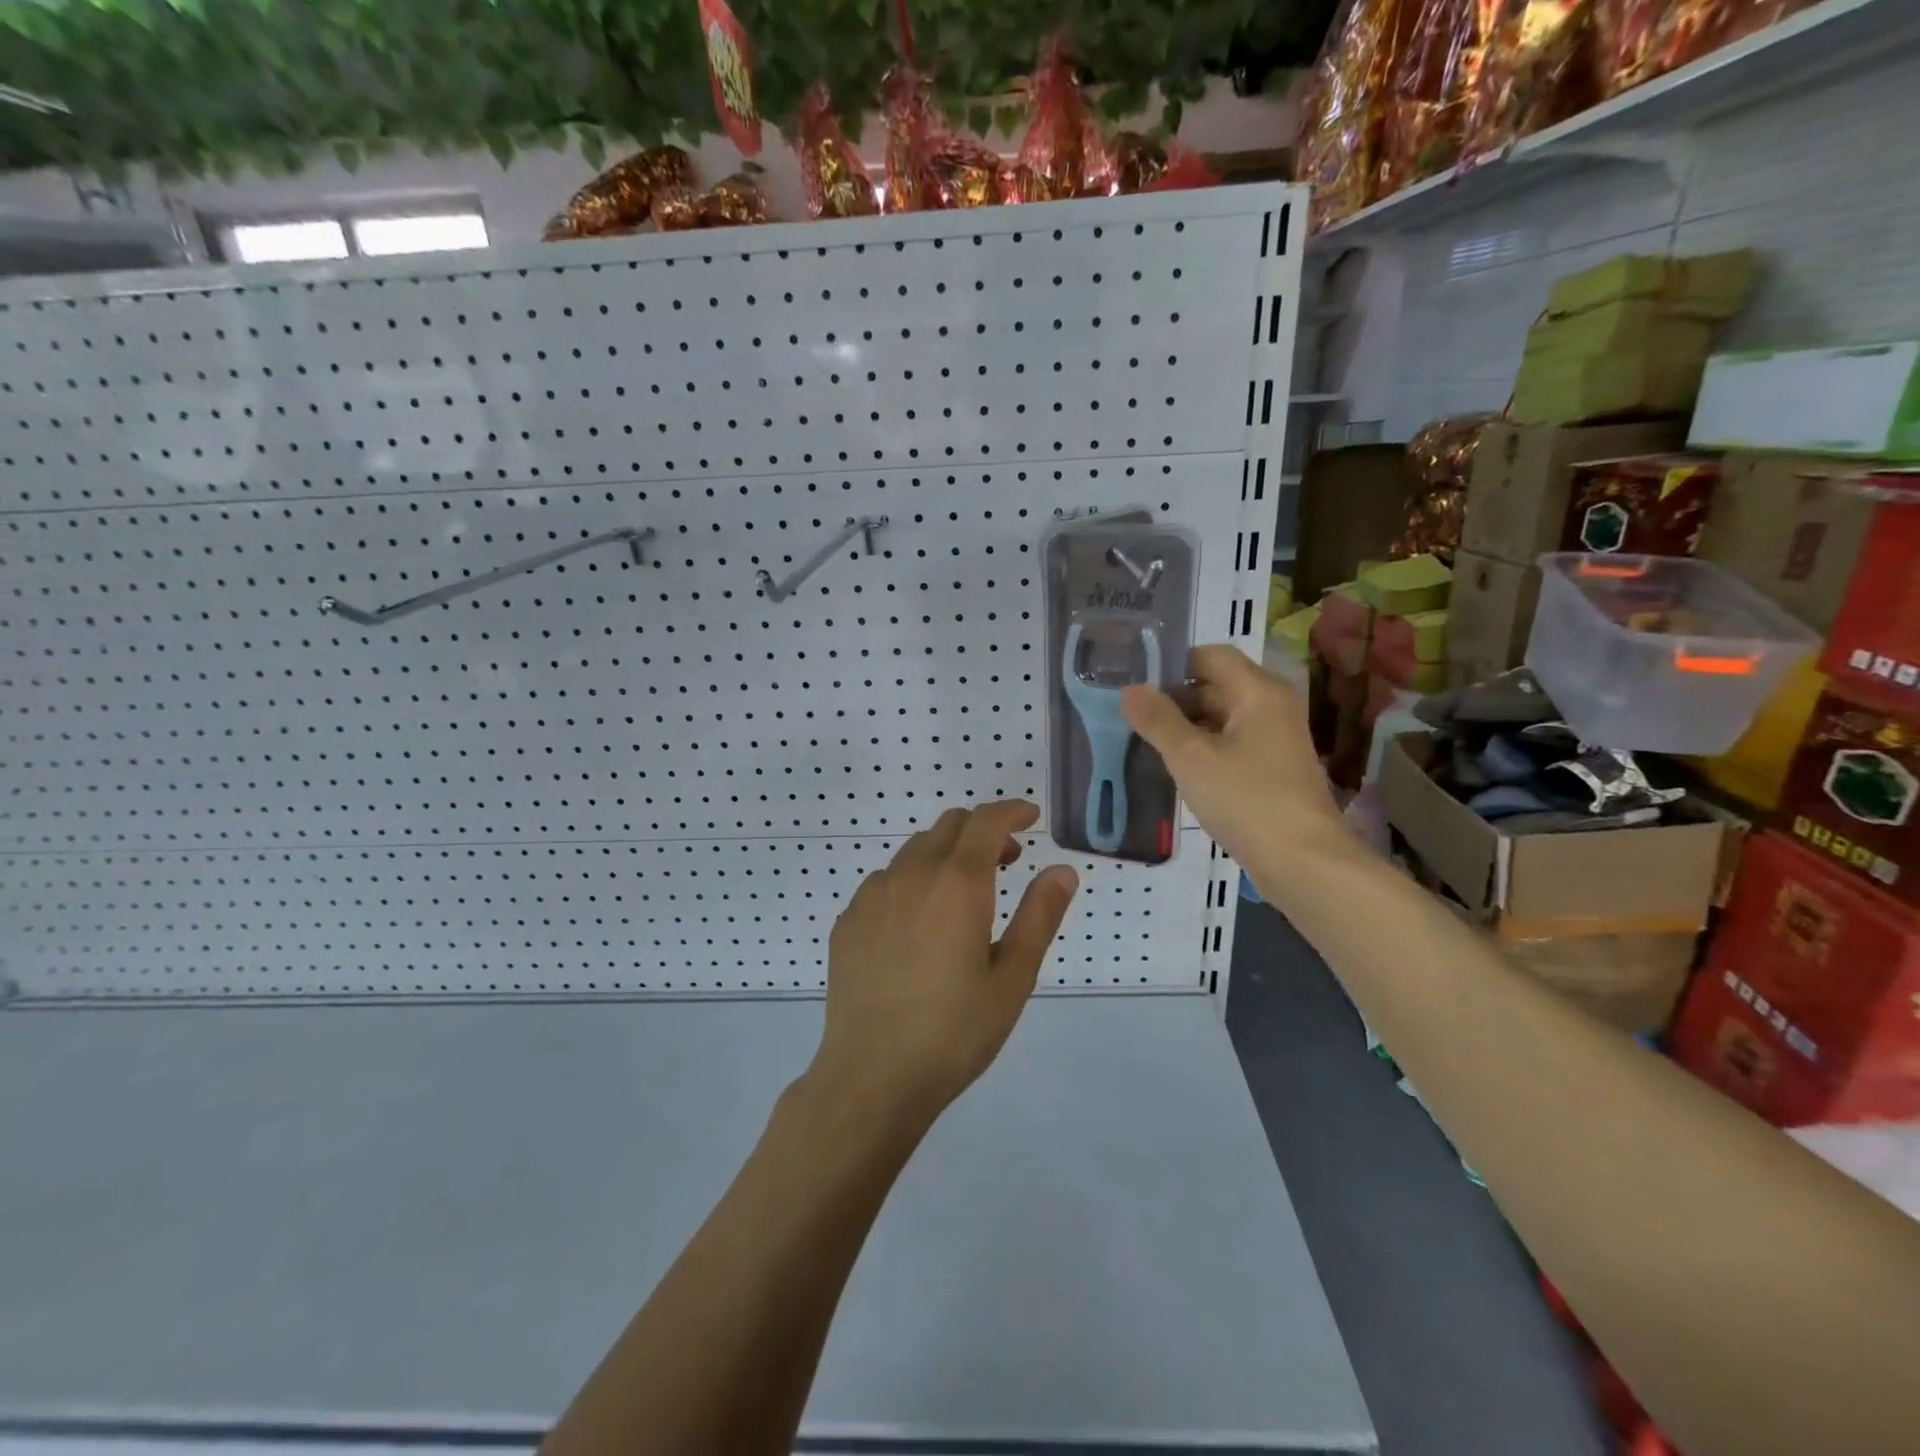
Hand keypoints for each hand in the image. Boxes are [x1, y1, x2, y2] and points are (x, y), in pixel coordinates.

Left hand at [812, 800, 1078, 1127]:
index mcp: (957, 884)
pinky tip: (918, 925)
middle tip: (1007, 860)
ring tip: (963, 896)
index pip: (986, 821)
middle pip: (949, 826)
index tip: (1030, 817)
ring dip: (946, 855)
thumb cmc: (954, 1032)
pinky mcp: (848, 919)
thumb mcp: (1012, 979)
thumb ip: (1039, 916)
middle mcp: (910, 875)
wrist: (871, 1077)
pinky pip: (886, 881)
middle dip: (982, 830)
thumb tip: (1062, 870)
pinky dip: (912, 881)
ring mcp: (872, 895)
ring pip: (915, 851)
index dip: (1011, 811)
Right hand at [1122, 645, 1347, 880]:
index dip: (1172, 664)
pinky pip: (1233, 741)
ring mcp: (1277, 737)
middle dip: (1175, 697)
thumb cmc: (1246, 800)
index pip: (1210, 655)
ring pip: (1223, 716)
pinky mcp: (1275, 766)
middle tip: (1132, 715)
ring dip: (1188, 725)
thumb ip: (1158, 720)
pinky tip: (1178, 767)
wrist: (1302, 861)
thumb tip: (1130, 690)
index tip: (1135, 684)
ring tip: (1146, 741)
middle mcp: (1272, 705)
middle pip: (1217, 684)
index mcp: (1258, 691)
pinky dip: (1205, 746)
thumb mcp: (1191, 758)